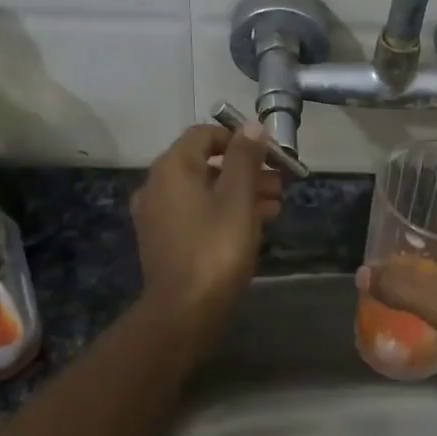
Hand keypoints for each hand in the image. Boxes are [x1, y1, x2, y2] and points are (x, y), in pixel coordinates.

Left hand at [131, 122, 282, 350]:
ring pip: (203, 190)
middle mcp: (157, 185)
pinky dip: (222, 211)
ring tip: (274, 206)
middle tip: (279, 183)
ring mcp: (157, 215)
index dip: (239, 139)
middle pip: (205, 163)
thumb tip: (251, 125)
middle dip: (244, 169)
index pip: (205, 134)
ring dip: (238, 192)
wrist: (184, 310)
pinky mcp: (163, 240)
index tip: (269, 155)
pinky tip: (252, 225)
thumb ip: (245, 158)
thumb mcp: (238, 198)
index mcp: (172, 167)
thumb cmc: (216, 247)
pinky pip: (196, 213)